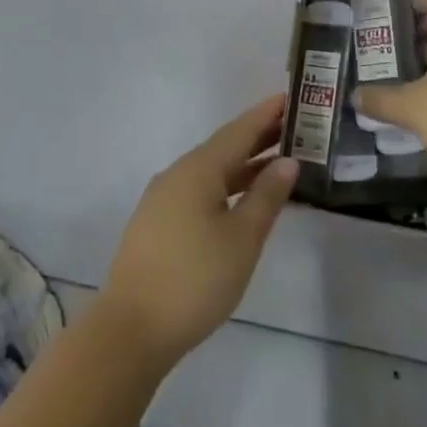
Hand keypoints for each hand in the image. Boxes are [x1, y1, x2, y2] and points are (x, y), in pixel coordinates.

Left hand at [98, 96, 298, 369]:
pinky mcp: (157, 222)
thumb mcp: (242, 239)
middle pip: (224, 147)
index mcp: (198, 169)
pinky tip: (242, 200)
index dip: (266, 114)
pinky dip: (226, 185)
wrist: (131, 328)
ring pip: (211, 170)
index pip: (239, 130)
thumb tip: (287, 161)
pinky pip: (199, 190)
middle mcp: (178, 173)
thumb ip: (266, 196)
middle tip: (295, 129)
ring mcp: (163, 198)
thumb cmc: (195, 279)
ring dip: (243, 164)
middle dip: (258, 137)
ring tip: (277, 163)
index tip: (291, 97)